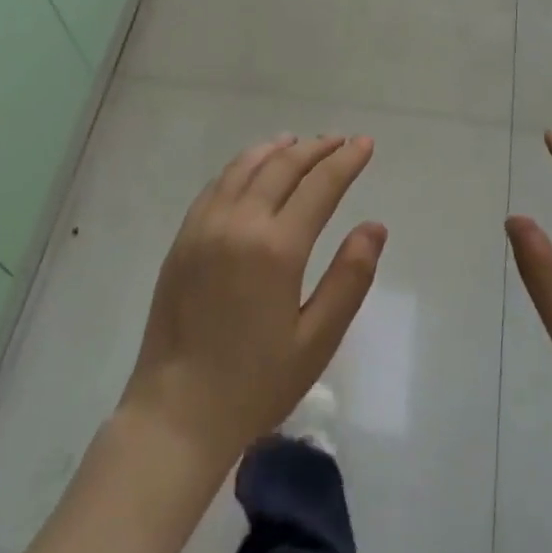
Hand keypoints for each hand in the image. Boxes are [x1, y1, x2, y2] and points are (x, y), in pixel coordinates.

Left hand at [120, 134, 387, 467]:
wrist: (177, 412)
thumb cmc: (256, 383)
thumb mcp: (317, 339)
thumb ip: (350, 278)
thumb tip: (375, 226)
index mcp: (276, 248)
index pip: (320, 186)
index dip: (346, 160)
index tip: (365, 143)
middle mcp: (239, 224)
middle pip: (282, 166)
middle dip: (316, 148)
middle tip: (340, 140)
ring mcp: (205, 227)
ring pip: (245, 167)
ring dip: (276, 150)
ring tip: (298, 142)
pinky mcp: (183, 239)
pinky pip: (216, 186)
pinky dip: (241, 166)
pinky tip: (251, 169)